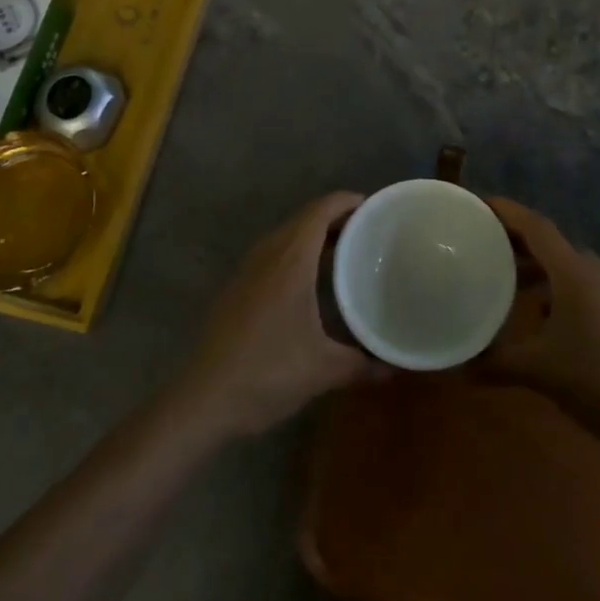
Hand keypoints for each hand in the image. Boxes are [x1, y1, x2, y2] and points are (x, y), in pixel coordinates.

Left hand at [175, 192, 384, 437]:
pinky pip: (272, 256)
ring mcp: (247, 272)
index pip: (318, 212)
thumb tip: (394, 366)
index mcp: (290, 262)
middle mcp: (267, 257)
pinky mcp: (236, 290)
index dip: (344, 202)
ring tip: (342, 253)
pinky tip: (308, 284)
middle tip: (365, 231)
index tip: (371, 207)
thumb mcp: (324, 370)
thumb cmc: (268, 372)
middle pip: (302, 220)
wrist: (205, 398)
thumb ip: (362, 363)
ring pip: (284, 238)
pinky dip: (294, 255)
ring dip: (312, 237)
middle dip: (333, 218)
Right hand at [480, 198, 599, 457]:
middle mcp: (597, 274)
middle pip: (551, 244)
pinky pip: (584, 289)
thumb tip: (458, 366)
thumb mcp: (538, 372)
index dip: (506, 211)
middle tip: (483, 245)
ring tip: (508, 283)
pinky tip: (544, 320)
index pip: (535, 226)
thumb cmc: (599, 383)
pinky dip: (558, 291)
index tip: (478, 204)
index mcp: (575, 274)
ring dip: (538, 269)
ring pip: (569, 268)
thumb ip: (495, 363)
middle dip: (517, 241)